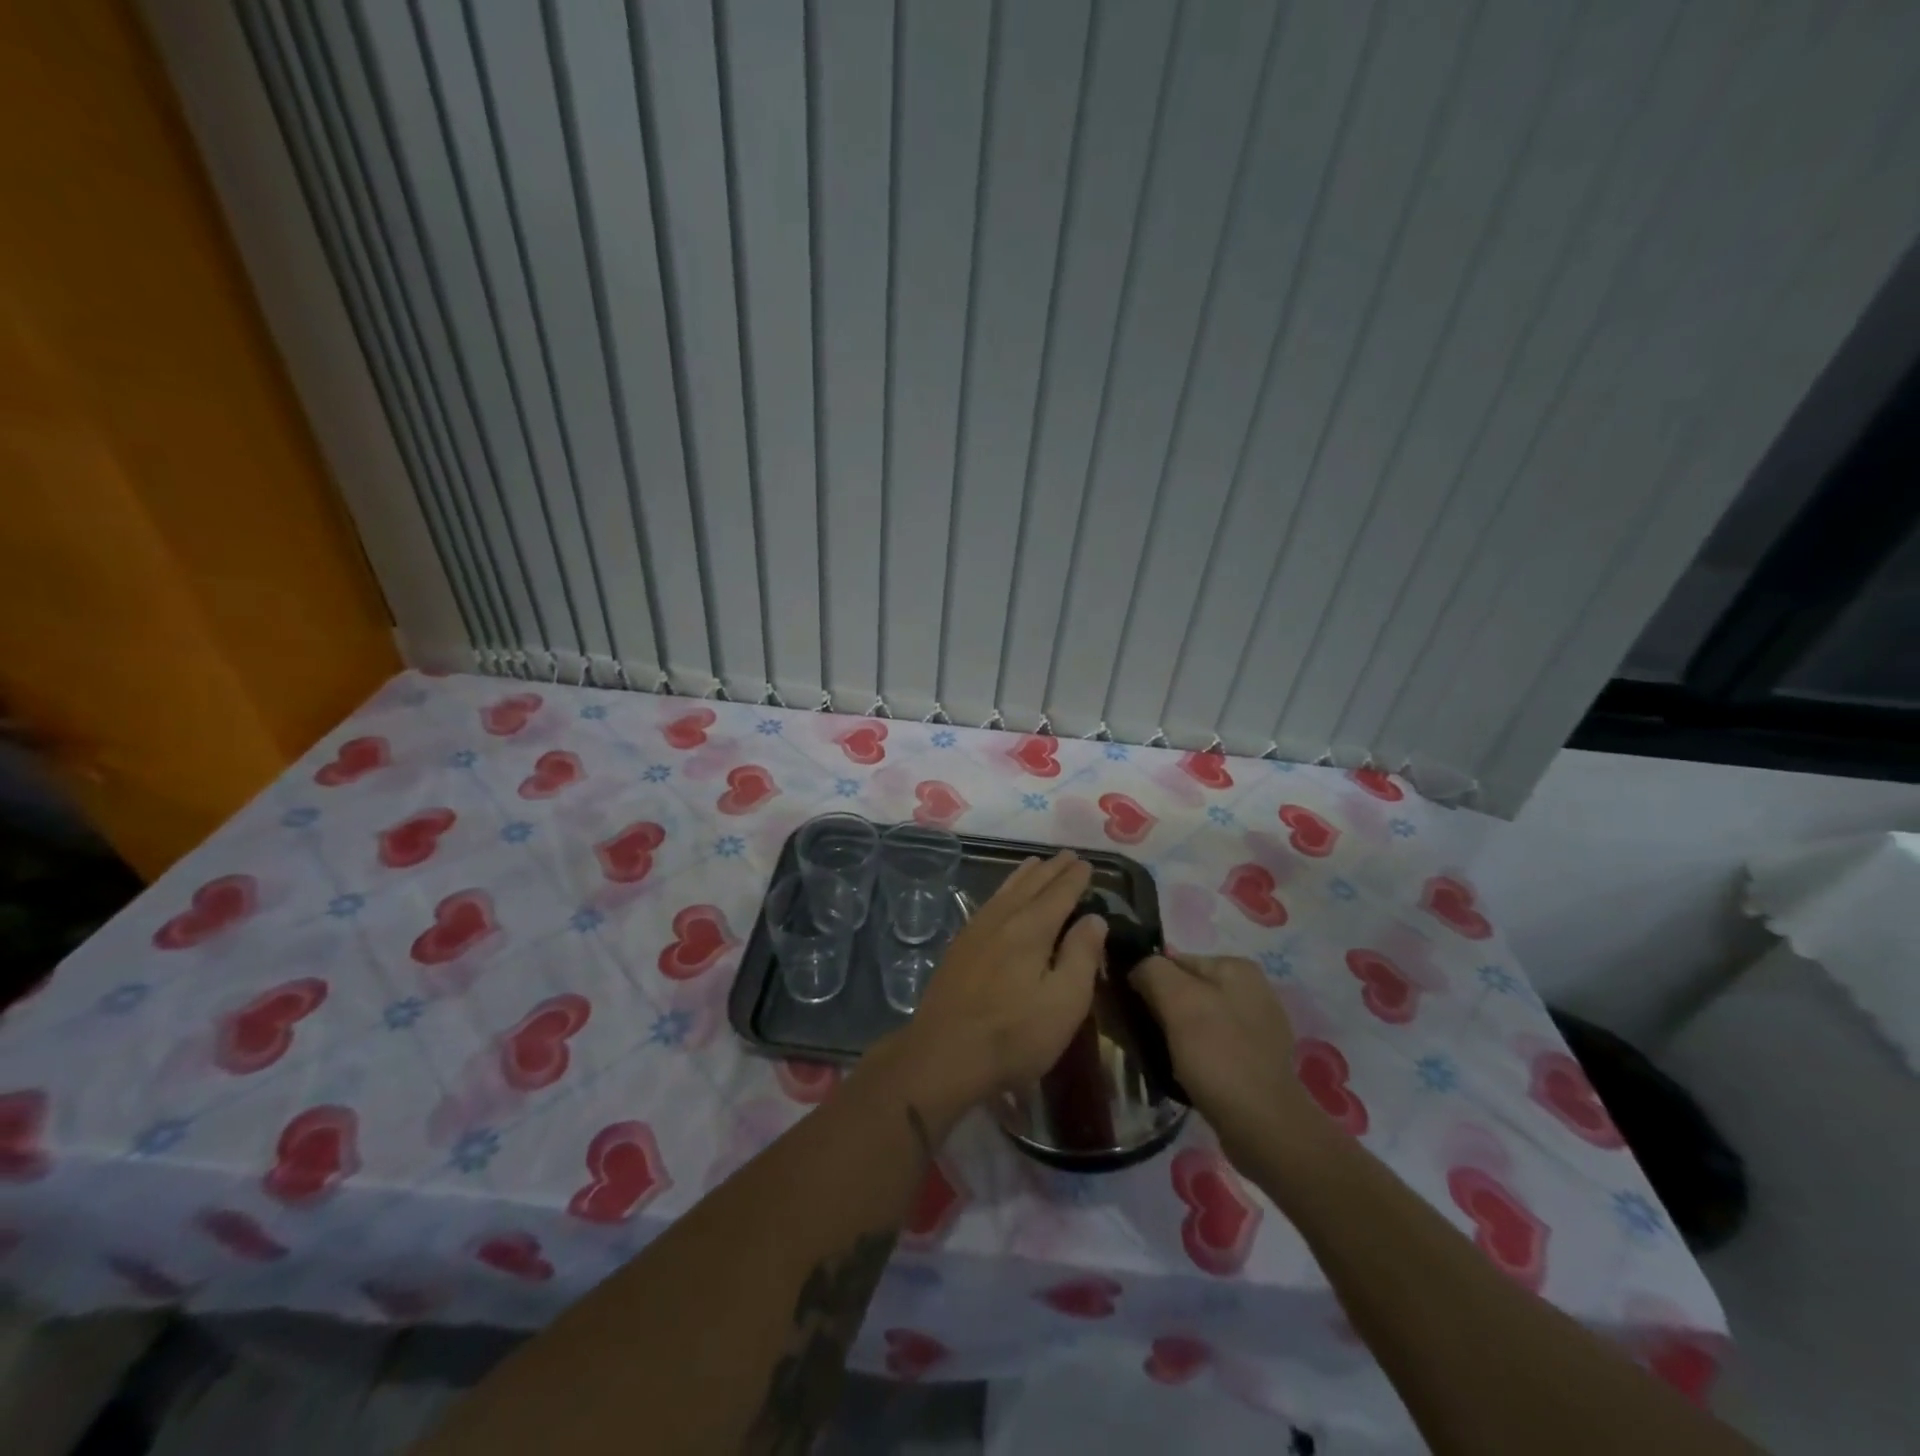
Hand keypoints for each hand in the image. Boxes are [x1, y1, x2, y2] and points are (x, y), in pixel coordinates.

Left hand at [879, 852, 1105, 1123]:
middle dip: (1051, 870)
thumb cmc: (1014, 1035)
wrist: (944, 1054)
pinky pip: (988, 904)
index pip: (1059, 893)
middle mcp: (1002, 919)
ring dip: (1024, 875)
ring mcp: (975, 931)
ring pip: (1005, 891)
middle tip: (1067, 855)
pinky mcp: (959, 947)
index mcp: (1031, 929)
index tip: (1086, 863)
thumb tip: (1094, 918)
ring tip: (1035, 863)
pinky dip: (1003, 891)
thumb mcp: (1065, 1002)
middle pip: (1031, 885)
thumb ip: (1082, 955)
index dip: (1075, 878)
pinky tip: (1002, 898)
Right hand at [1133, 952, 1330, 1173]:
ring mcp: (1258, 1027)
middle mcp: (1252, 990)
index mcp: (1237, 967)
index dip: (1147, 982)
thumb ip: (1152, 971)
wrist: (1264, 1128)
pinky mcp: (1257, 1060)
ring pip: (1197, 1019)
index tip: (1131, 1010)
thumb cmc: (1218, 1055)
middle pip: (1186, 990)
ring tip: (1159, 1056)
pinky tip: (1184, 1073)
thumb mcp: (1178, 1001)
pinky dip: (1194, 1055)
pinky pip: (1212, 1046)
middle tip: (1141, 1036)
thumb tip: (1137, 969)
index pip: (1174, 962)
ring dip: (1175, 1034)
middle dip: (1162, 1009)